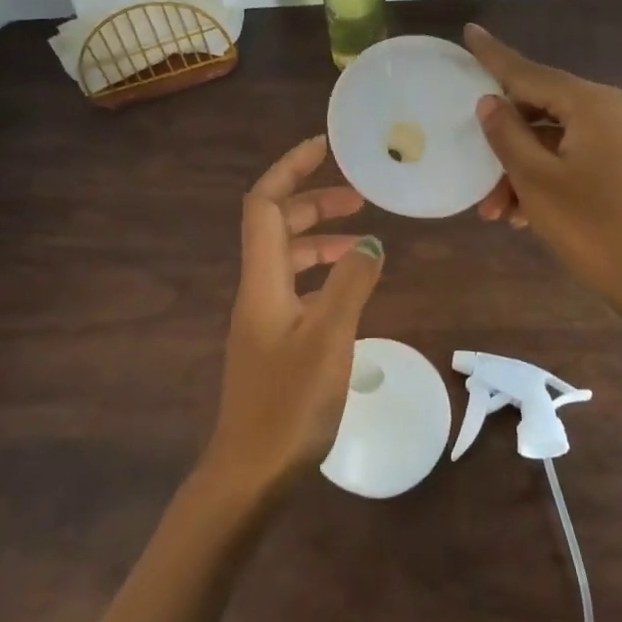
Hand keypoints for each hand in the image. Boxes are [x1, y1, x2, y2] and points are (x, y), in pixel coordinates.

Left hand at [205, 135, 384, 495]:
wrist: (250, 472)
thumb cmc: (289, 405)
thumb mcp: (330, 338)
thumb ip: (351, 284)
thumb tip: (370, 241)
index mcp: (263, 280)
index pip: (264, 205)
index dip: (289, 169)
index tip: (323, 148)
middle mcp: (257, 291)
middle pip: (276, 227)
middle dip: (312, 203)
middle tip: (358, 198)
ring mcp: (263, 318)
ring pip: (288, 260)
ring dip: (320, 240)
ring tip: (363, 240)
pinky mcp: (273, 343)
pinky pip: (297, 290)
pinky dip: (322, 277)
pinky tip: (350, 290)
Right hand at [465, 24, 621, 334]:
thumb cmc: (592, 227)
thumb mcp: (536, 180)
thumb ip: (507, 134)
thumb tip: (489, 101)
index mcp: (592, 104)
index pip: (530, 73)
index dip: (494, 56)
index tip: (470, 32)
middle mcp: (613, 112)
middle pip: (542, 111)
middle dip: (503, 142)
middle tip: (473, 171)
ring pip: (555, 142)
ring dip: (521, 171)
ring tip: (496, 213)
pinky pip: (574, 161)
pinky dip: (546, 180)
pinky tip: (523, 216)